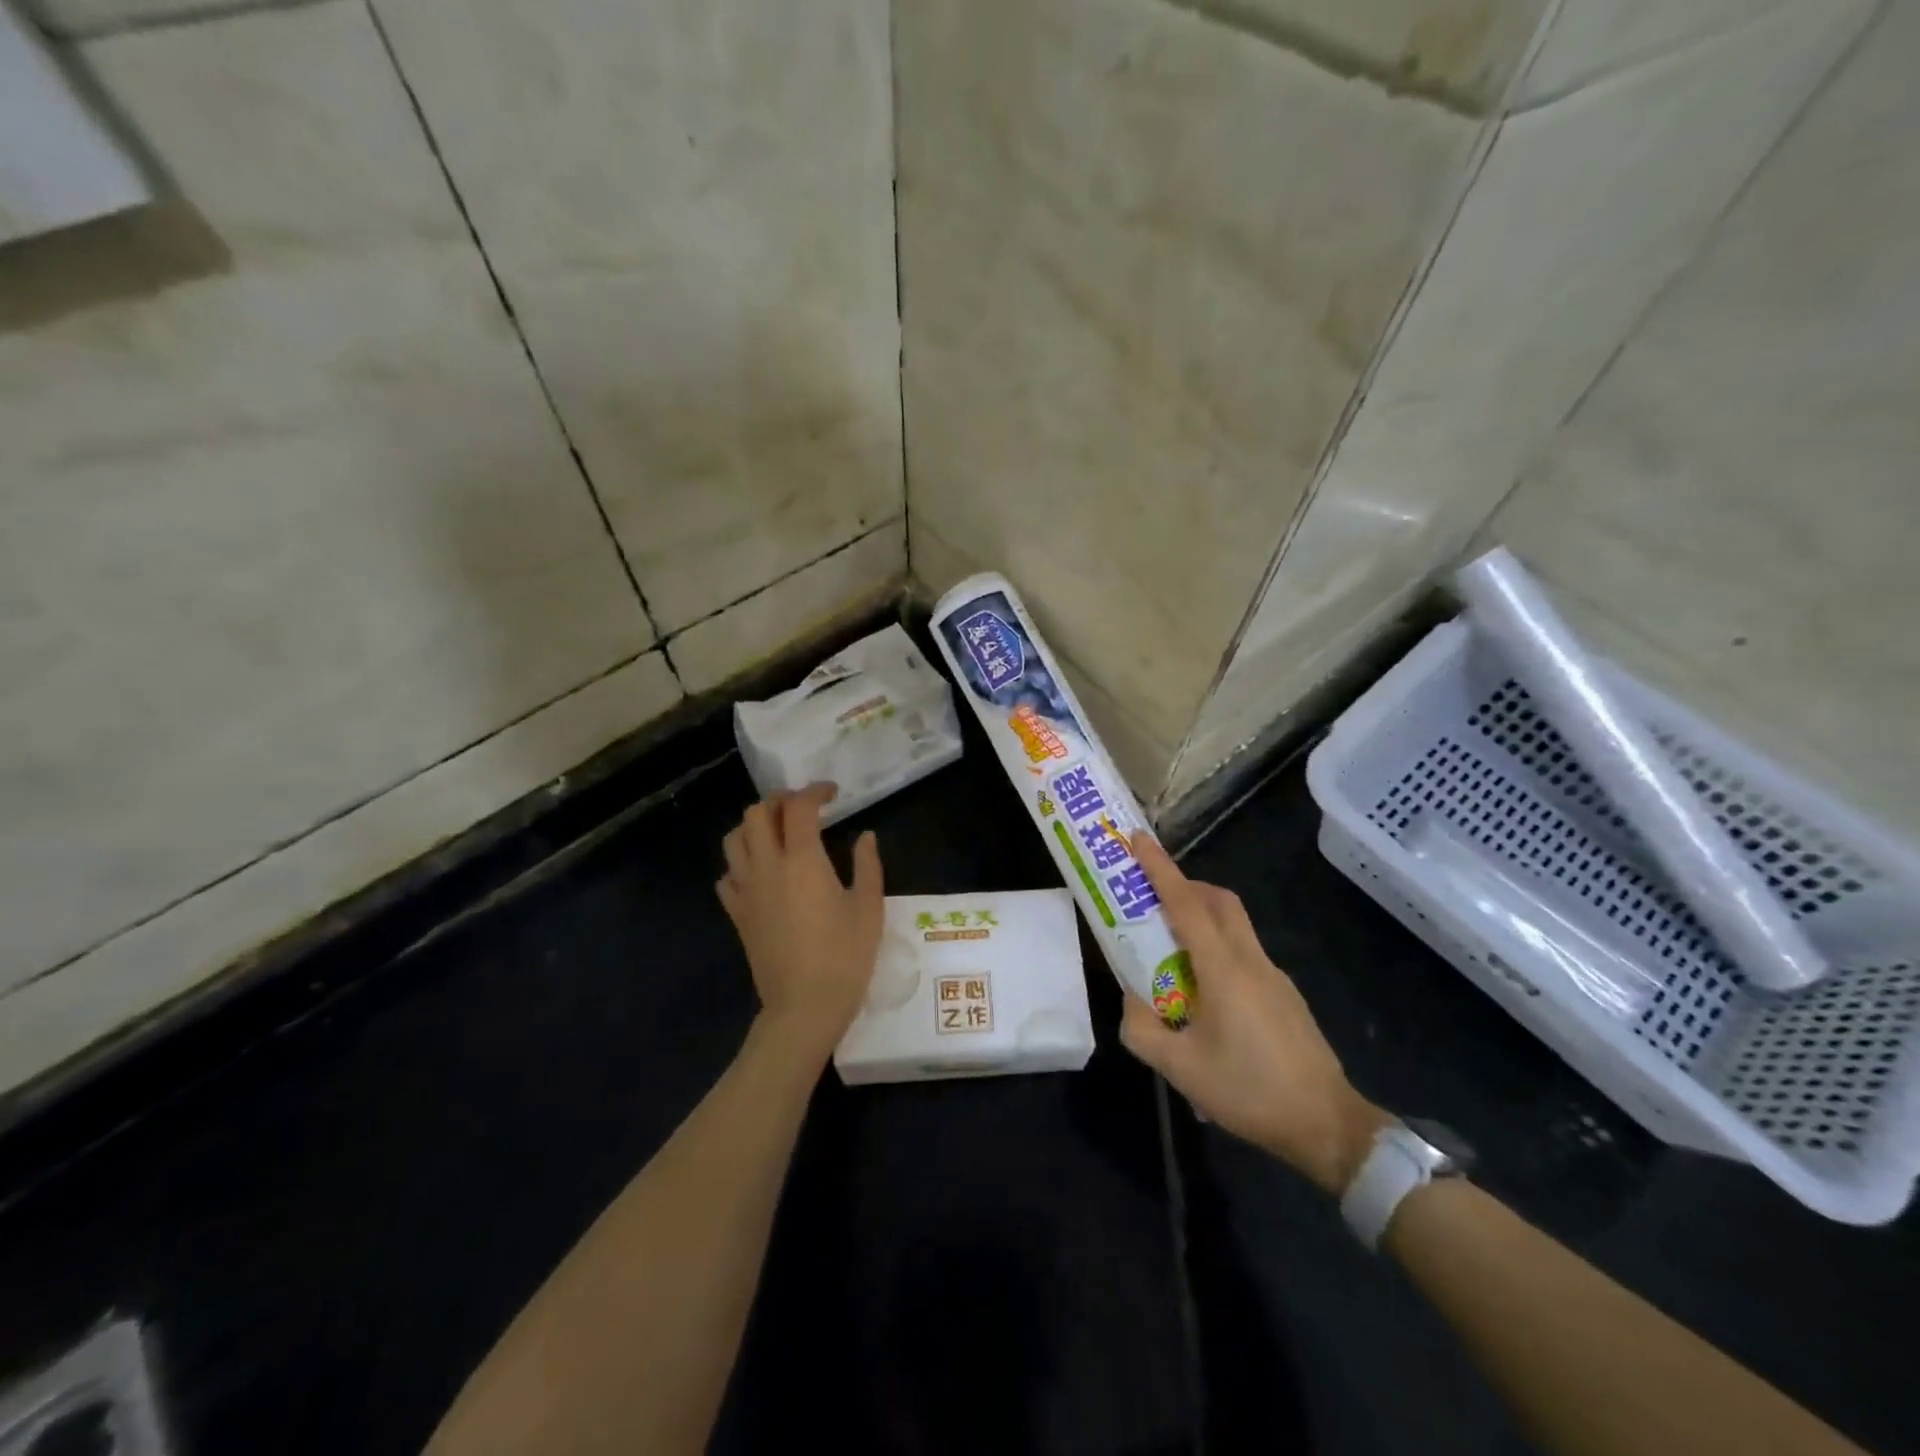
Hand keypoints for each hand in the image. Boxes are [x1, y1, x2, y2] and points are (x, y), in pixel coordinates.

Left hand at [718, 784, 885, 1060]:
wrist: (803, 1007)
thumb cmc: (844, 957)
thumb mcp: (869, 908)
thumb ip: (867, 865)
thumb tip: (865, 836)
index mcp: (803, 861)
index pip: (799, 807)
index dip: (815, 791)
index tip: (832, 794)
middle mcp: (768, 867)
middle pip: (757, 814)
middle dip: (779, 801)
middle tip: (803, 808)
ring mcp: (747, 891)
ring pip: (734, 840)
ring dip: (754, 827)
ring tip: (777, 833)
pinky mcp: (737, 914)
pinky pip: (727, 876)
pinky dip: (740, 863)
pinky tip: (761, 872)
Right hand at [1119, 833, 1390, 1194]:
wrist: (1328, 1125)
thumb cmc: (1249, 1091)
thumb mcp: (1180, 1069)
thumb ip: (1142, 1029)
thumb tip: (1131, 1000)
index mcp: (1223, 969)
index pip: (1186, 904)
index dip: (1160, 868)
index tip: (1139, 839)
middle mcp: (1251, 960)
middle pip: (1218, 901)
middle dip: (1184, 885)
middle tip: (1151, 896)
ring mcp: (1274, 975)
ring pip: (1234, 924)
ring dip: (1201, 916)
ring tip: (1171, 949)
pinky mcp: (1285, 995)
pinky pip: (1244, 952)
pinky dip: (1217, 947)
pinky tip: (1205, 993)